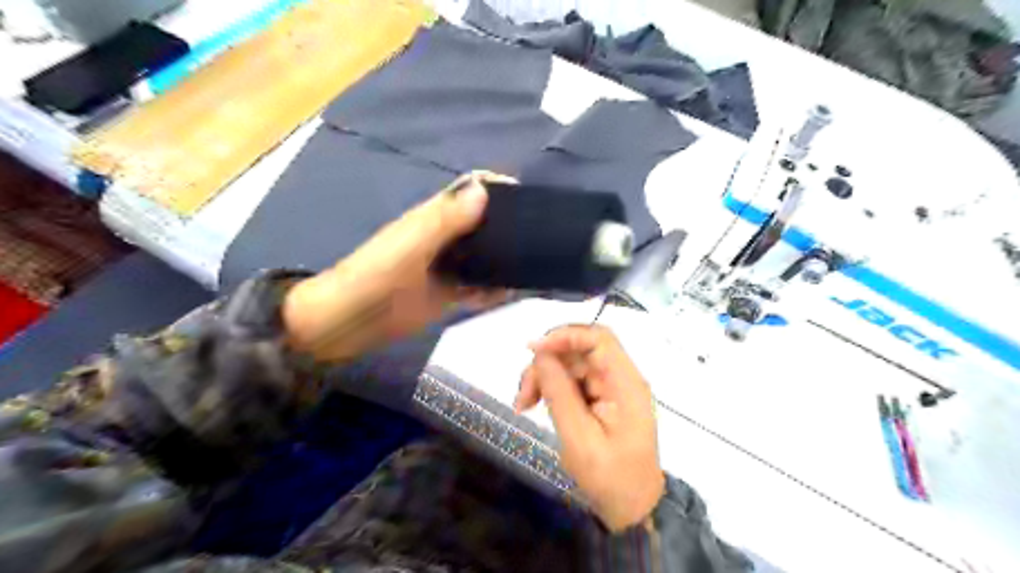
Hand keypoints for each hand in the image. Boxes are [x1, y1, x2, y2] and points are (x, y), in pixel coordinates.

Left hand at [283, 171, 514, 364]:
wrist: (351, 321)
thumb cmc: (376, 275)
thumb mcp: (412, 244)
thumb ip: (446, 220)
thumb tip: (484, 189)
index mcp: (435, 217)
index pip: (470, 189)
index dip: (496, 186)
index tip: (527, 196)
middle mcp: (446, 238)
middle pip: (484, 223)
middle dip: (509, 225)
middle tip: (542, 236)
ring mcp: (449, 267)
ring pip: (485, 256)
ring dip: (505, 260)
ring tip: (534, 266)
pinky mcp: (449, 295)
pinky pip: (479, 288)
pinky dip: (494, 290)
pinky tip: (510, 295)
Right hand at [514, 324, 666, 529]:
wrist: (632, 508)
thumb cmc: (610, 478)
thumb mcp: (579, 439)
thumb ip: (560, 393)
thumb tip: (541, 354)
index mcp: (625, 383)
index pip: (598, 339)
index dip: (565, 336)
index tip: (533, 350)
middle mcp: (620, 377)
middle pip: (580, 349)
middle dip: (547, 362)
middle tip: (524, 392)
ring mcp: (610, 386)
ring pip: (571, 363)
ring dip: (544, 375)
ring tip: (523, 403)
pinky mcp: (600, 397)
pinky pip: (572, 379)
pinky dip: (551, 387)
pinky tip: (534, 404)